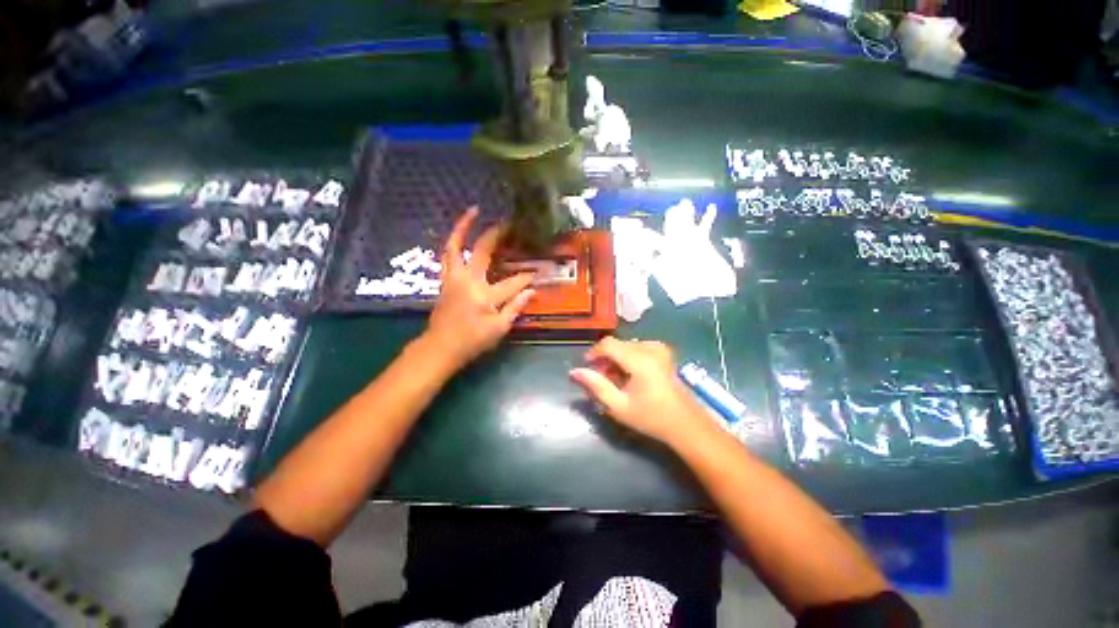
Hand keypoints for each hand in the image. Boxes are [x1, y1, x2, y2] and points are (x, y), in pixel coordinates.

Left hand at [422, 207, 534, 369]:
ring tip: (473, 211)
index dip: (527, 277)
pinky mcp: (445, 280)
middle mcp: (467, 280)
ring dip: (463, 227)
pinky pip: (447, 255)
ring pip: (455, 246)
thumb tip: (532, 291)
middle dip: (497, 235)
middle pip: (483, 250)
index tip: (537, 272)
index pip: (512, 282)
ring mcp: (453, 278)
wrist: (440, 347)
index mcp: (484, 295)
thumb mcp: (499, 328)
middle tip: (508, 223)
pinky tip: (460, 235)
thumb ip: (515, 307)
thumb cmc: (472, 341)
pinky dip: (453, 242)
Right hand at [569, 337, 712, 445]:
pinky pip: (637, 348)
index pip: (608, 344)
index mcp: (640, 359)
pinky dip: (628, 358)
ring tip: (615, 380)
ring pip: (626, 346)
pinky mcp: (663, 352)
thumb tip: (574, 372)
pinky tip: (629, 375)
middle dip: (605, 359)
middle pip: (617, 345)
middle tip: (601, 380)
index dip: (594, 353)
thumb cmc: (651, 417)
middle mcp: (650, 348)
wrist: (685, 424)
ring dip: (616, 359)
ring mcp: (659, 348)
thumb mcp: (619, 406)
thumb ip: (596, 386)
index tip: (587, 368)